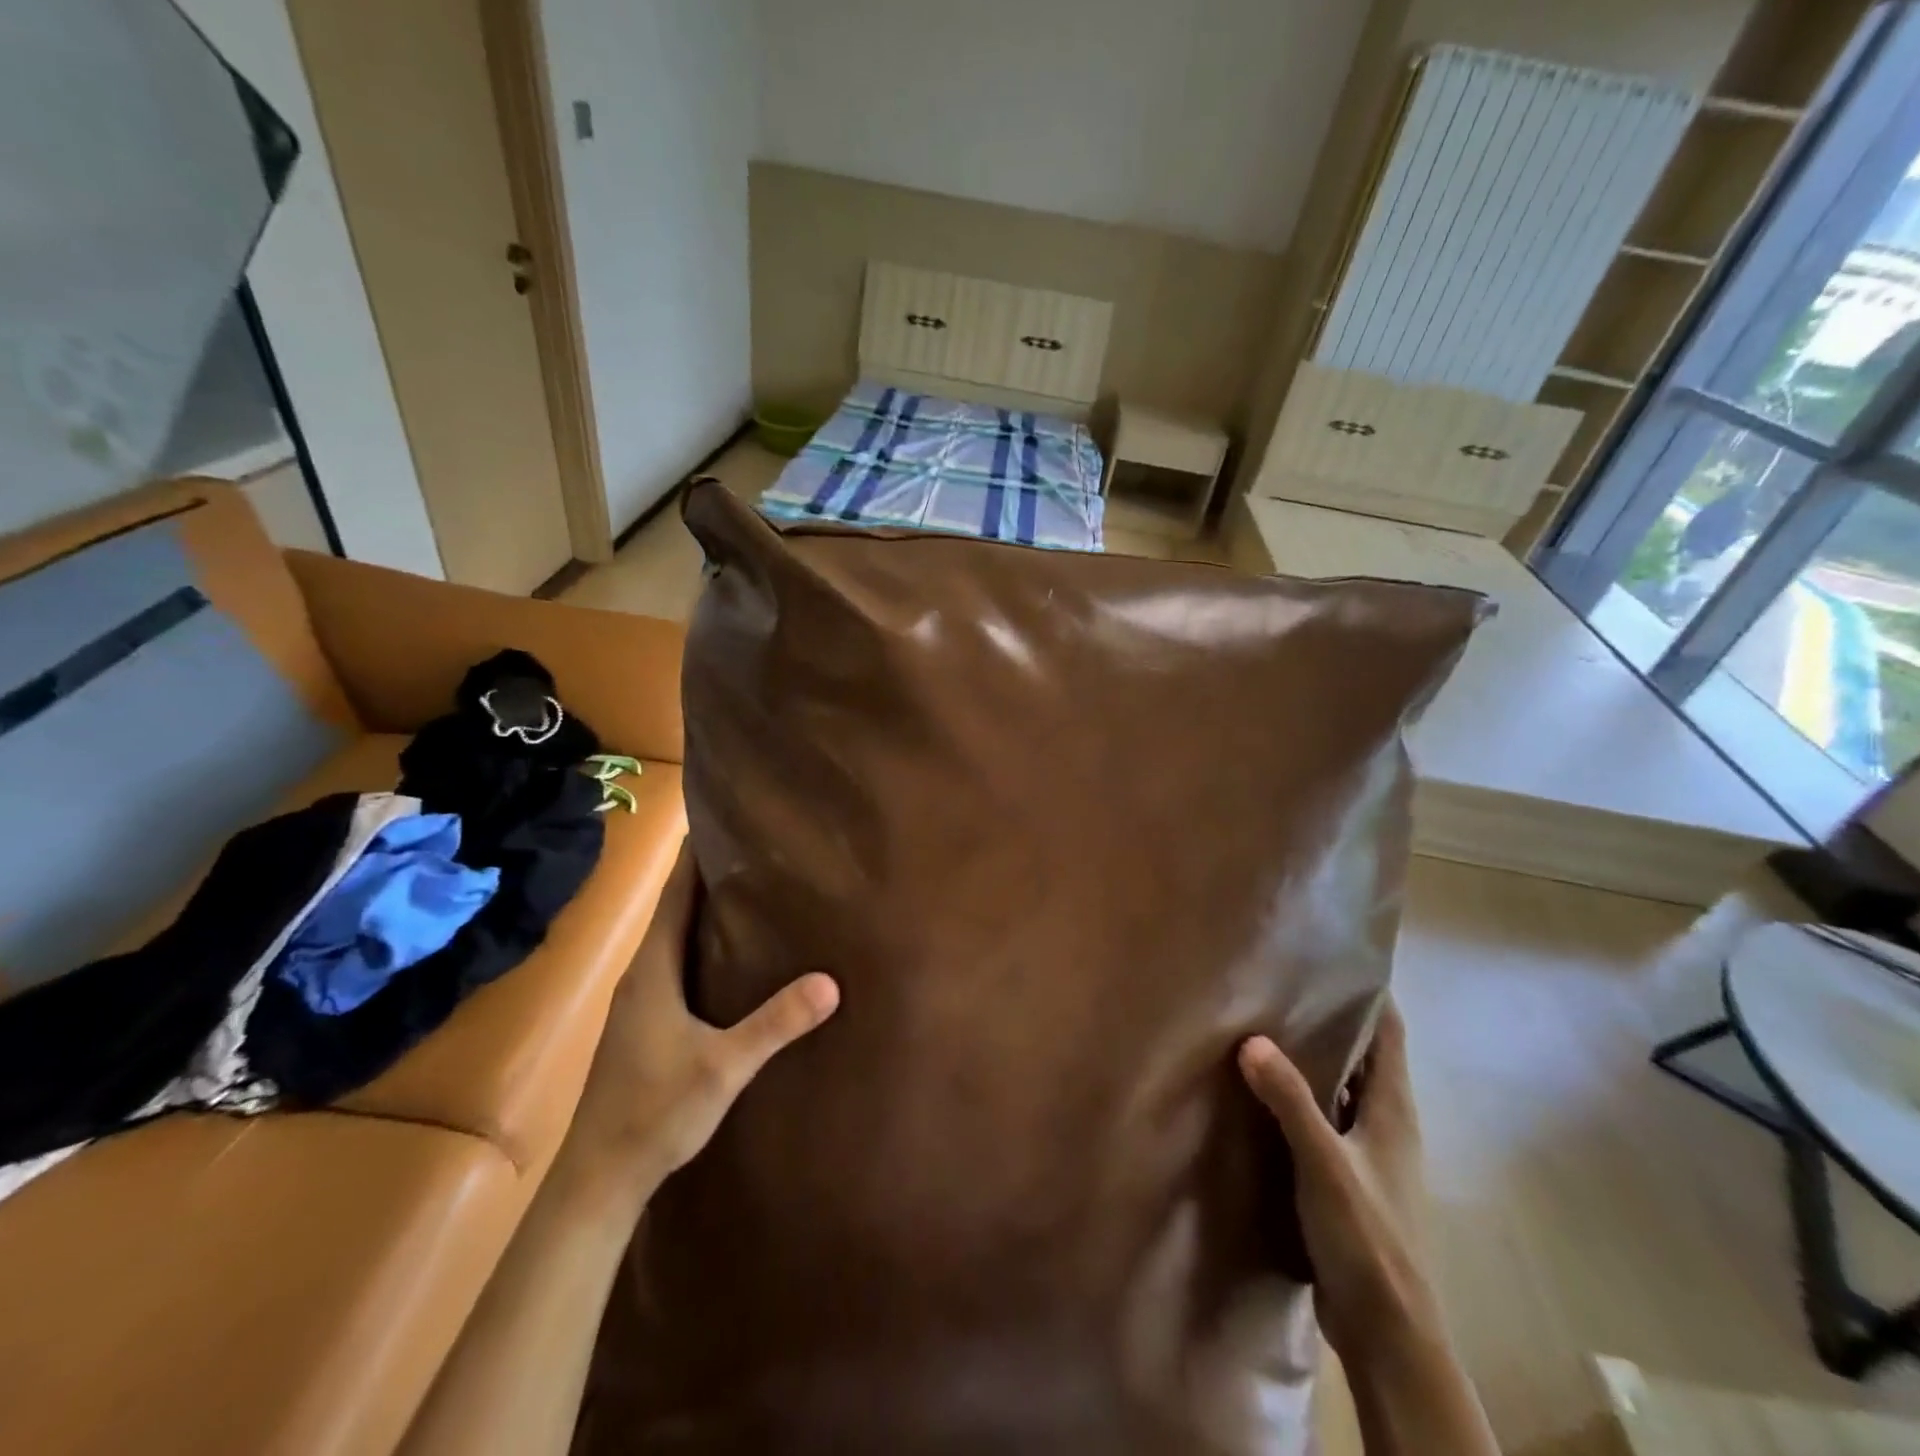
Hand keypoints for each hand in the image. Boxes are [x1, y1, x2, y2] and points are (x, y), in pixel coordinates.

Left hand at [561, 839, 839, 1200]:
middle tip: (753, 848)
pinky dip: (699, 942)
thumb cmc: (655, 1111)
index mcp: (652, 969)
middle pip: (673, 909)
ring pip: (673, 938)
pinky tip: (728, 954)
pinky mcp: (643, 1024)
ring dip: (703, 910)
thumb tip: (830, 982)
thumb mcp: (725, 1066)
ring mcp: (638, 1001)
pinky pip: (673, 963)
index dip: (692, 855)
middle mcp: (640, 974)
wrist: (598, 1179)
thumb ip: (775, 1024)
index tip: (718, 817)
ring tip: (749, 890)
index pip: (673, 894)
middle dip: (706, 875)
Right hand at [1238, 1004, 1436, 1359]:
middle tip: (1280, 981)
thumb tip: (1252, 1039)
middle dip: (1330, 1017)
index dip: (1369, 991)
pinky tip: (1262, 1091)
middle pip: (1363, 1053)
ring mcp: (1367, 1151)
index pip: (1389, 1031)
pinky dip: (1300, 1095)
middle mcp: (1384, 1121)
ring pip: (1340, 1086)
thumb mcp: (1325, 1165)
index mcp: (1393, 1109)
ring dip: (1312, 1057)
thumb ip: (1290, 1101)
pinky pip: (1322, 1117)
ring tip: (1264, 1023)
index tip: (1332, 955)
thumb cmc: (1369, 1240)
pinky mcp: (1347, 1176)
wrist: (1388, 1333)